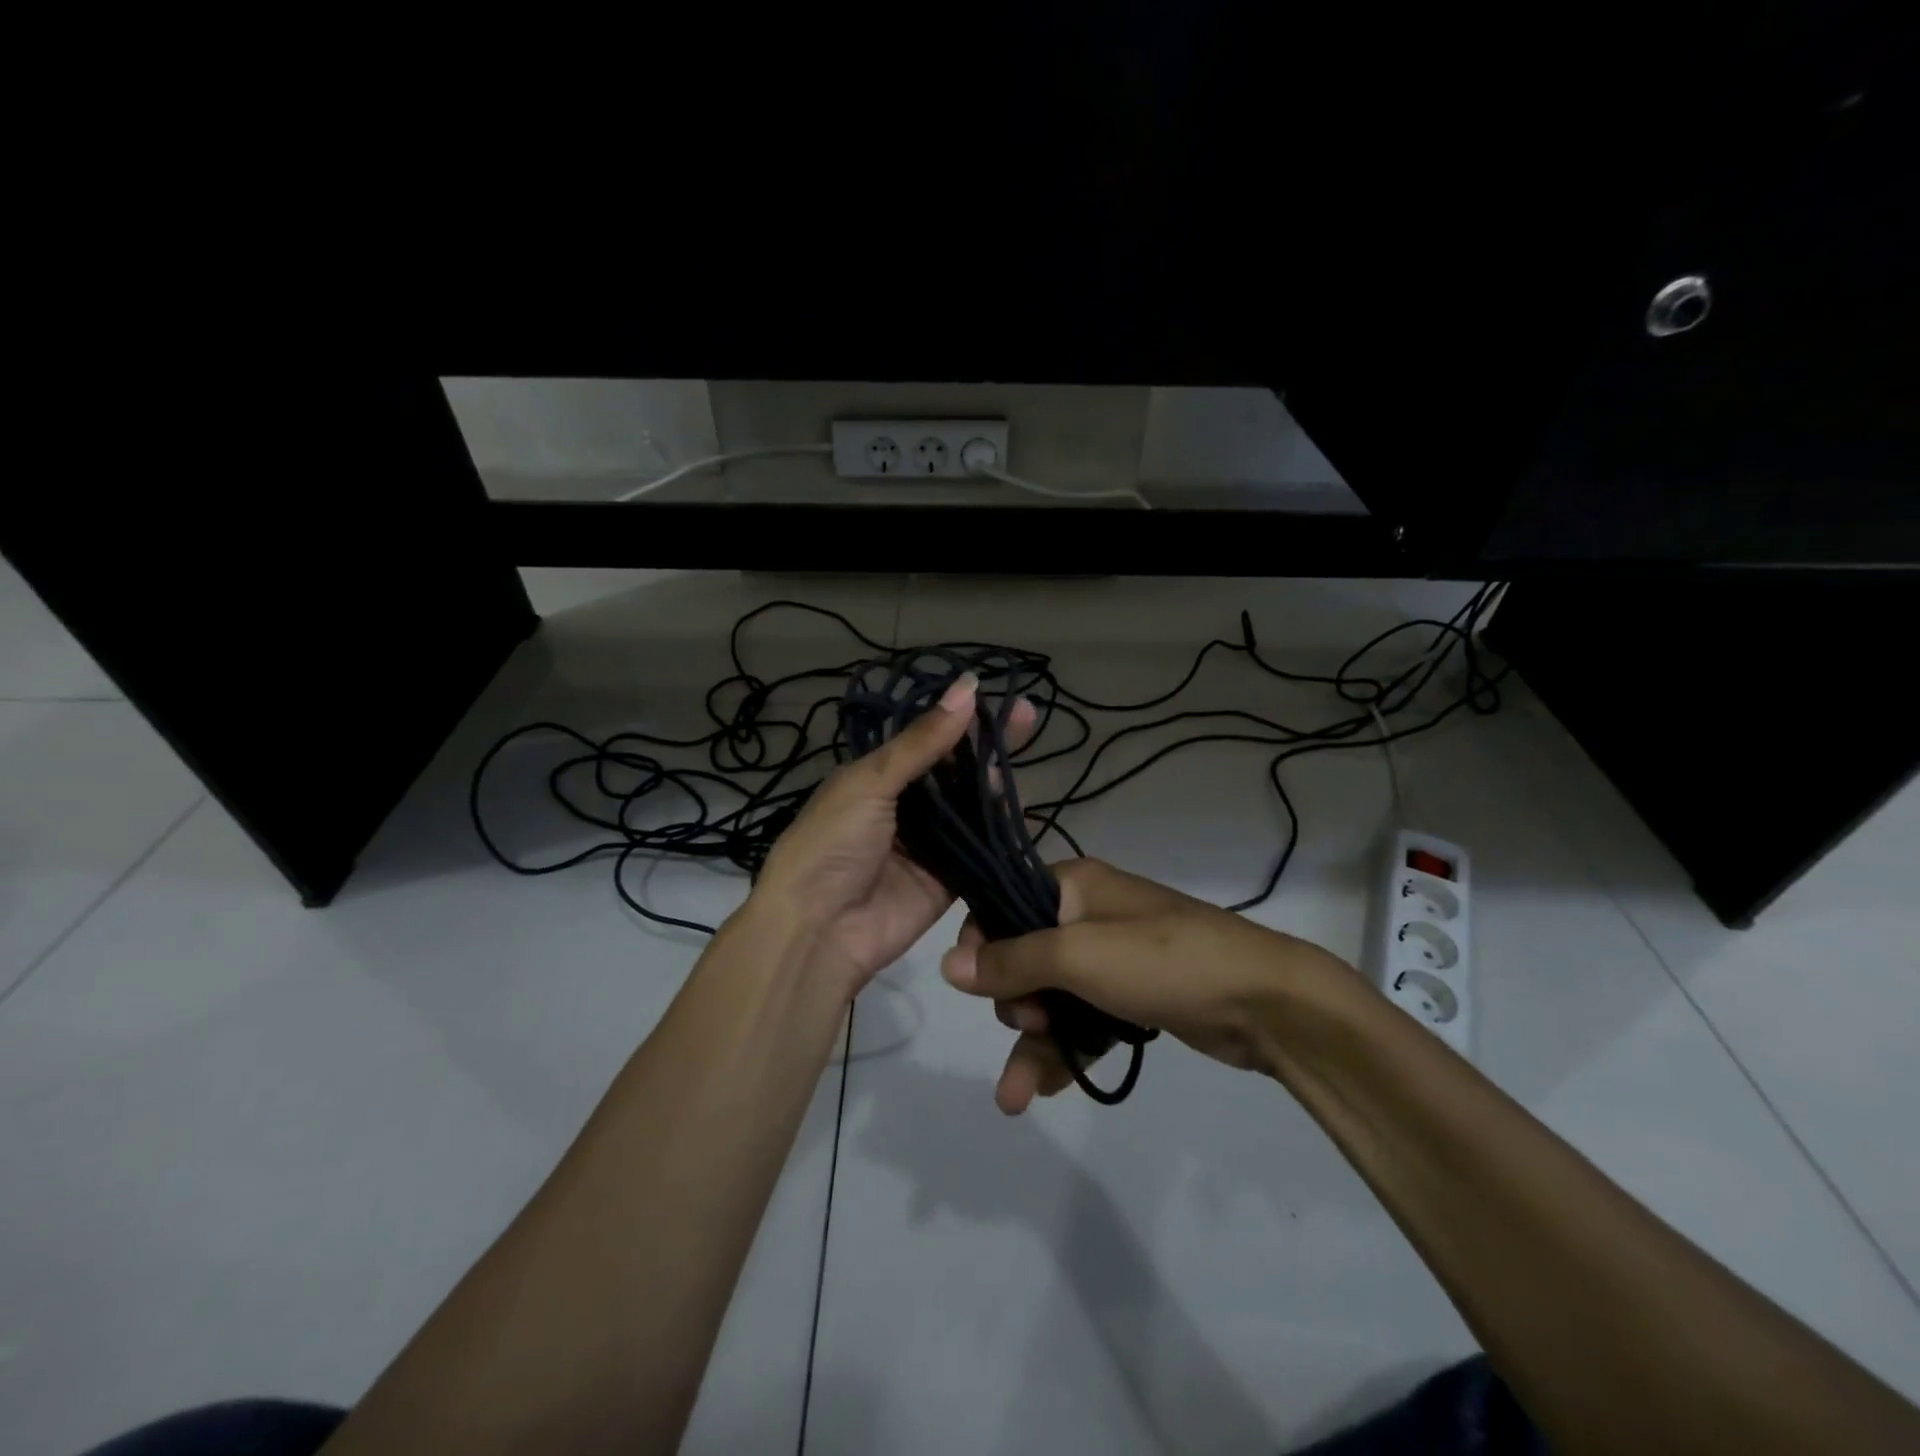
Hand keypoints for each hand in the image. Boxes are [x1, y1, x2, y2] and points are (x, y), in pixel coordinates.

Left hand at [751, 673, 1035, 994]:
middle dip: (986, 746)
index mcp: (877, 777)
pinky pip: (979, 850)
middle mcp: (905, 806)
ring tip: (1024, 758)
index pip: (928, 739)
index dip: (961, 719)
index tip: (998, 695)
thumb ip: (923, 741)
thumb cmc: (832, 843)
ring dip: (994, 786)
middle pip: (954, 771)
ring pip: (970, 808)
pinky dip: (999, 832)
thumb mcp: (871, 782)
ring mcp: (928, 844)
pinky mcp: (947, 880)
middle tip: (1027, 717)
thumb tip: (968, 686)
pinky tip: (1023, 809)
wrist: (817, 930)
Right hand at [940, 857, 1352, 1111]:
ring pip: (1050, 999)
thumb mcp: (1078, 955)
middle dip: (1016, 1002)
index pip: (1002, 904)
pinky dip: (1063, 1053)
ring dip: (1031, 1044)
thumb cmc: (1161, 960)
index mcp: (1071, 886)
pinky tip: (1039, 1092)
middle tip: (1034, 1022)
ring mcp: (1109, 959)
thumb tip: (946, 966)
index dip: (984, 945)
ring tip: (1014, 1096)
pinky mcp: (1130, 998)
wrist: (1263, 1001)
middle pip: (1021, 959)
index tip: (981, 983)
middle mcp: (1085, 916)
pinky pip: (1081, 1022)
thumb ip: (1011, 960)